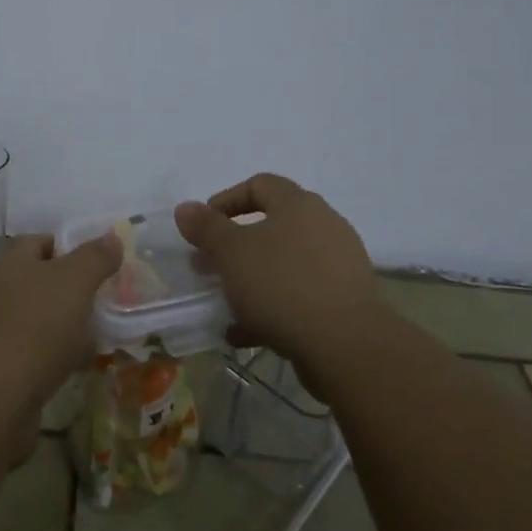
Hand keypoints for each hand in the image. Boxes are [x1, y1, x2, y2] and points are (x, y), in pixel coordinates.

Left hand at [0, 232, 121, 416]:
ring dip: (63, 327)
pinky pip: (30, 352)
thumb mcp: (73, 282)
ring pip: (35, 319)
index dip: (70, 248)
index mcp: (5, 263)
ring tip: (96, 337)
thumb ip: (95, 257)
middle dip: (71, 291)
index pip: (39, 242)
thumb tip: (112, 237)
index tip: (101, 265)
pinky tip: (74, 367)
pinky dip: (52, 356)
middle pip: (37, 281)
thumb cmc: (34, 329)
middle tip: (103, 302)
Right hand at [175, 174, 377, 379]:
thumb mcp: (231, 253)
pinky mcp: (346, 302)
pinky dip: (272, 308)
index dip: (226, 200)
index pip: (259, 184)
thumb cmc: (281, 285)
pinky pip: (300, 296)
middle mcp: (325, 226)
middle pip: (271, 226)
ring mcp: (339, 265)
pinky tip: (246, 333)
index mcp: (299, 205)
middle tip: (208, 267)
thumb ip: (206, 228)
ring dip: (251, 281)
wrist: (346, 346)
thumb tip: (185, 207)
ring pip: (284, 265)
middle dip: (234, 248)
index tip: (203, 227)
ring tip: (225, 304)